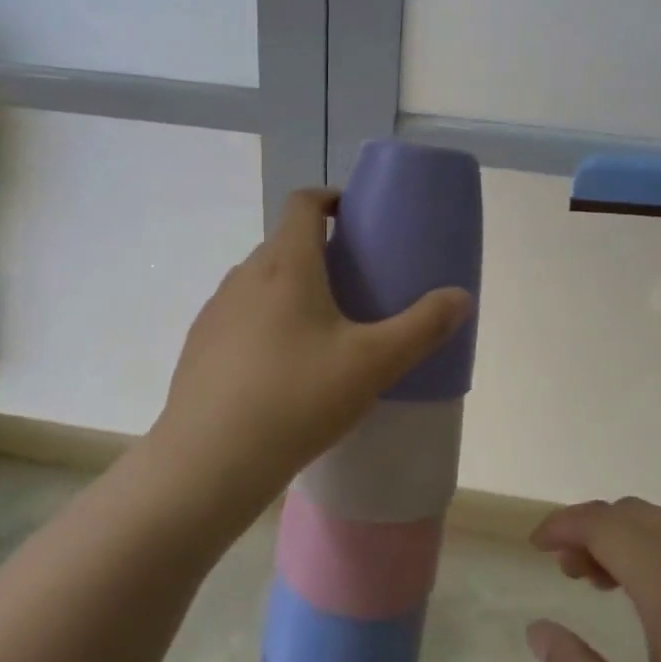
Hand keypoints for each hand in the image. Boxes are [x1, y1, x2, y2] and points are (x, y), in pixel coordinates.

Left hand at [151, 187, 471, 515]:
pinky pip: (238, 315)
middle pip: (283, 243)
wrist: (208, 463)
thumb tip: (461, 297)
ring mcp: (216, 310)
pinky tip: (280, 369)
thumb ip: (422, 327)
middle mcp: (245, 276)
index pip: (302, 203)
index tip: (354, 217)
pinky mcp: (199, 345)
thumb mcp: (373, 364)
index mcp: (287, 265)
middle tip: (352, 283)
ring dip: (288, 287)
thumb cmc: (297, 399)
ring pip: (259, 280)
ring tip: (319, 329)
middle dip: (317, 251)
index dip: (329, 197)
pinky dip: (263, 321)